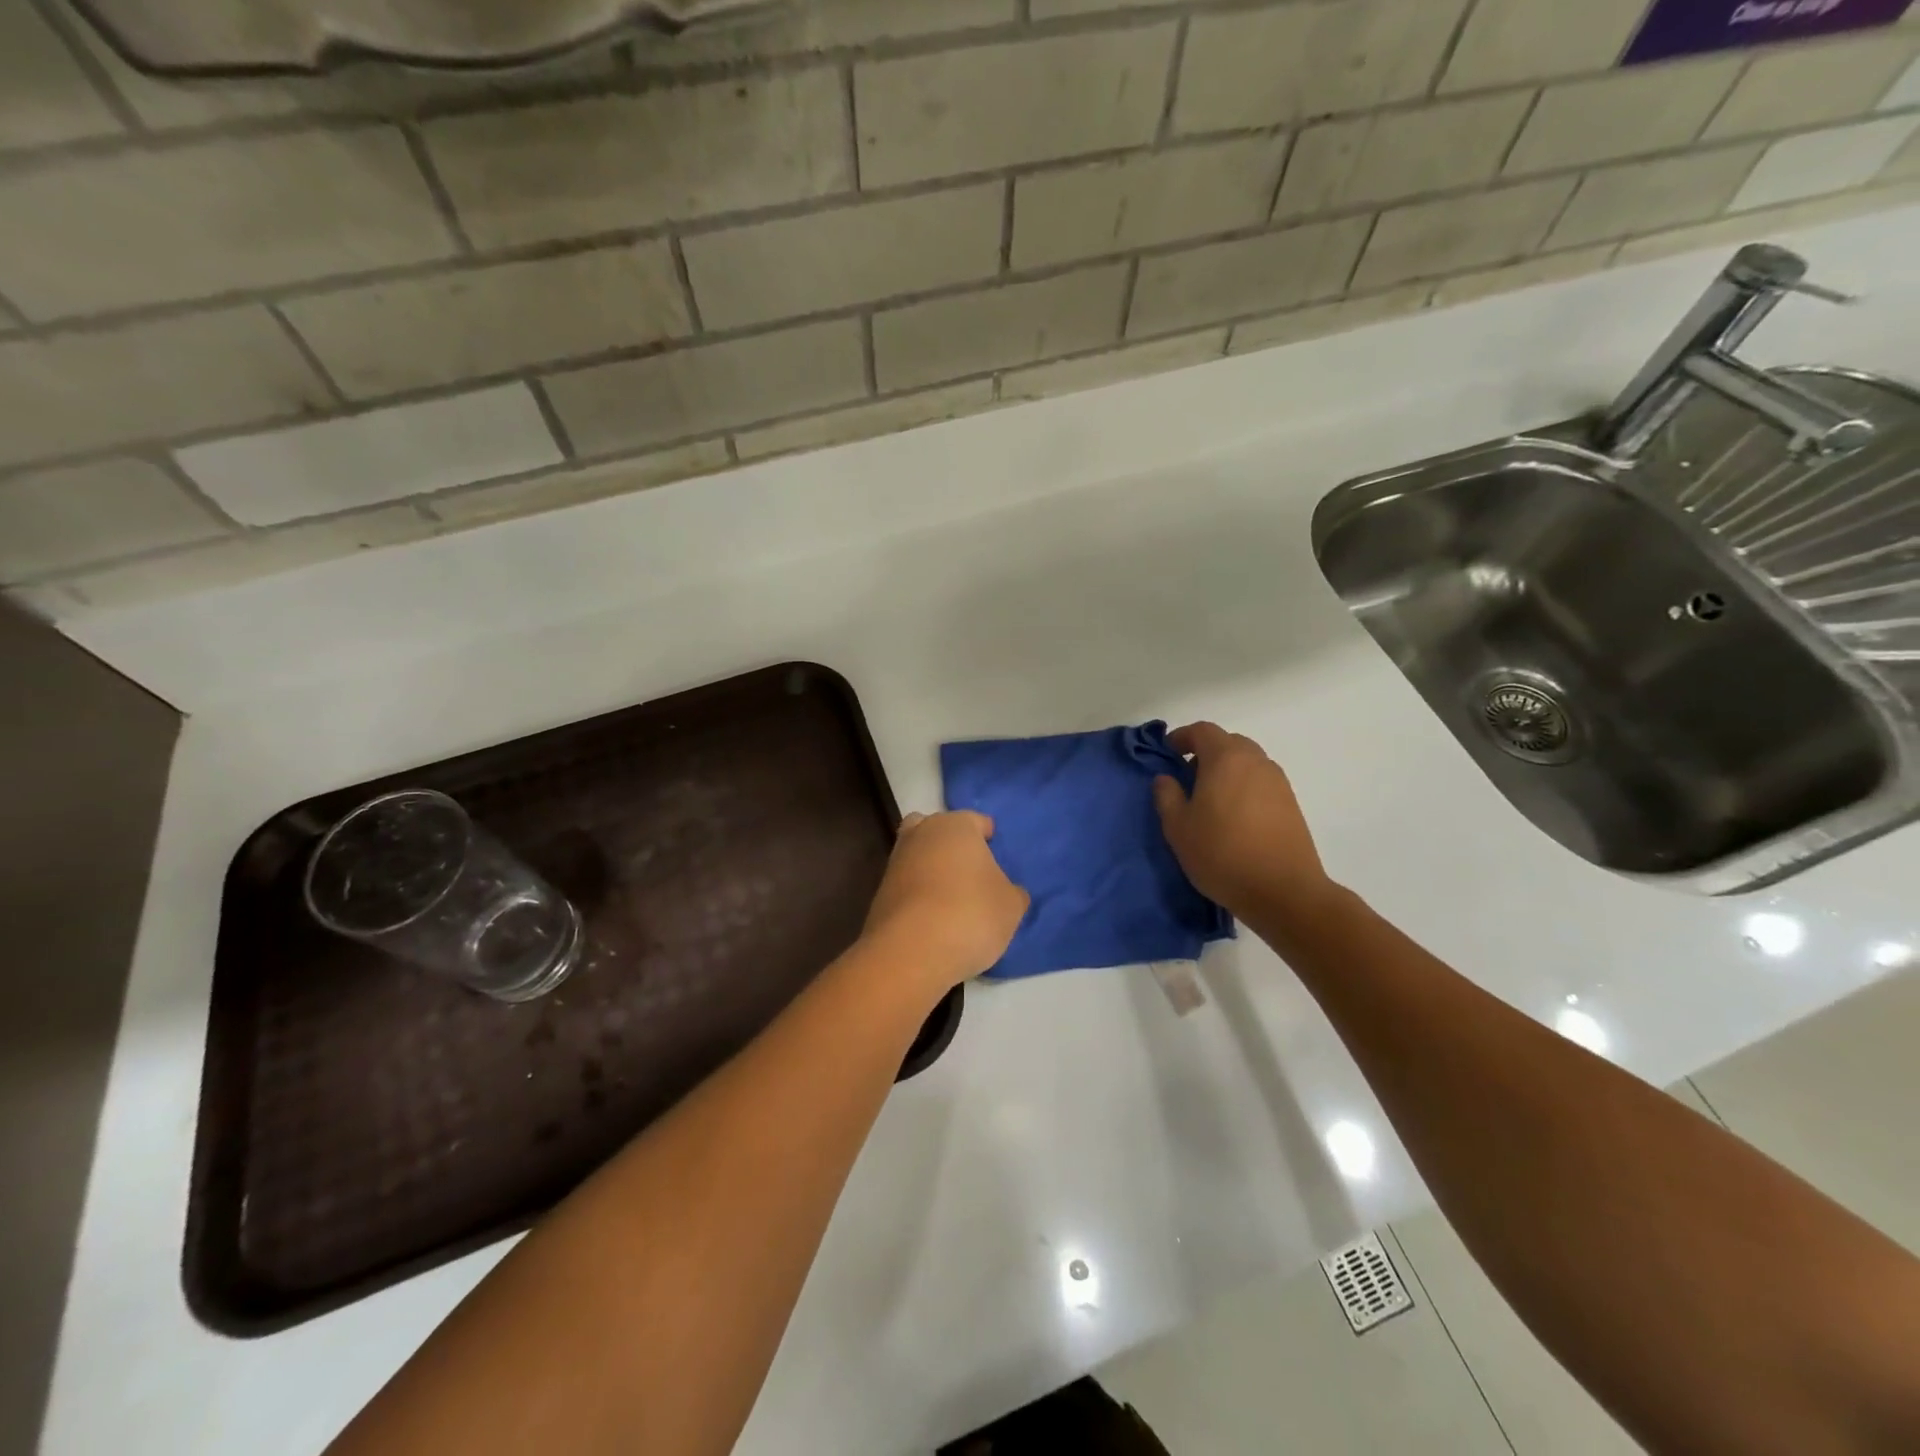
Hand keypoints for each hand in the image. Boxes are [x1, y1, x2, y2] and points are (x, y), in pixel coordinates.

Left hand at [861, 811, 1028, 991]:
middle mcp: (921, 834)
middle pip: (938, 830)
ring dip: (932, 869)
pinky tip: (934, 917)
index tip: (995, 851)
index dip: (988, 836)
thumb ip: (1012, 892)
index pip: (976, 821)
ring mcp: (895, 862)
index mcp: (956, 826)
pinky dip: (918, 894)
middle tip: (970, 870)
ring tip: (953, 898)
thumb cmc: (971, 914)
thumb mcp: (1011, 906)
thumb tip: (1008, 892)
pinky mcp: (880, 892)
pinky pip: (907, 884)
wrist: (910, 952)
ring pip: (918, 855)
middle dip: (951, 844)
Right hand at [1152, 722, 1337, 924]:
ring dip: (1227, 771)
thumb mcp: (1178, 828)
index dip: (1182, 737)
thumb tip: (1166, 778)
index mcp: (1226, 758)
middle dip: (1205, 753)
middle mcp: (1256, 761)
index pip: (1202, 731)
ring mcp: (1278, 782)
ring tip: (1210, 800)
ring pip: (1247, 762)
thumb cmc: (1222, 854)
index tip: (1167, 753)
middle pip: (1228, 743)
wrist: (1284, 891)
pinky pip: (1261, 782)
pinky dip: (1244, 787)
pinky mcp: (1291, 803)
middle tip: (1187, 777)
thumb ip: (1167, 796)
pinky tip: (1234, 816)